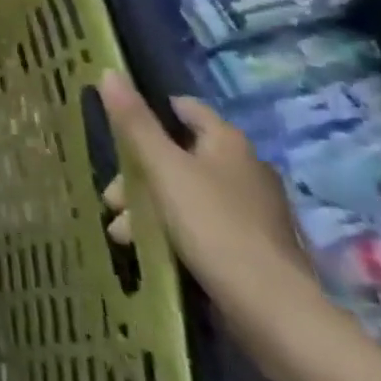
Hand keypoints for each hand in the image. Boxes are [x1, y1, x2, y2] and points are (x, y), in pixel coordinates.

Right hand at [99, 71, 314, 306]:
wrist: (271, 308)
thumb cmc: (212, 223)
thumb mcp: (162, 168)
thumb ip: (133, 122)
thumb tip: (109, 72)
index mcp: (227, 142)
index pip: (185, 108)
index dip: (150, 111)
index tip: (116, 128)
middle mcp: (245, 168)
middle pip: (178, 155)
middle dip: (137, 174)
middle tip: (112, 199)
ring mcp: (253, 209)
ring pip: (185, 192)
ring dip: (149, 206)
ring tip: (121, 233)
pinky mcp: (252, 245)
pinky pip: (201, 223)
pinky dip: (173, 229)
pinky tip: (149, 248)